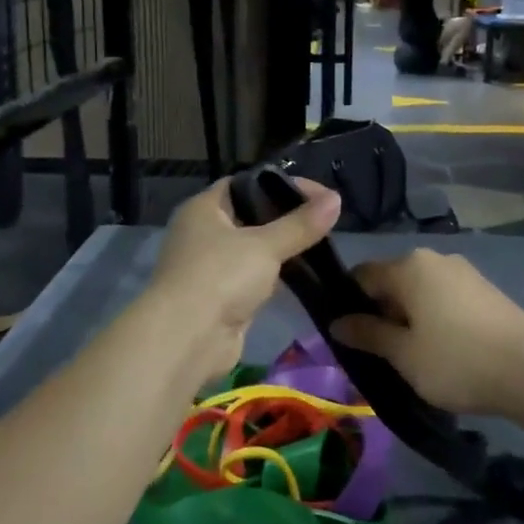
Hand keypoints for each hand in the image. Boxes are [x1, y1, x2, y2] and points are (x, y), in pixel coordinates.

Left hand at [146, 177, 341, 385]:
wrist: (187, 340)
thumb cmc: (220, 277)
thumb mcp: (265, 245)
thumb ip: (300, 224)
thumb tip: (336, 199)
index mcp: (203, 209)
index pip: (245, 184)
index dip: (281, 184)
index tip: (319, 194)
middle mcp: (202, 233)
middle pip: (250, 216)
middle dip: (286, 218)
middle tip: (324, 220)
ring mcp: (210, 267)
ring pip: (253, 249)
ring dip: (281, 249)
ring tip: (320, 244)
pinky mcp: (221, 297)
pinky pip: (253, 277)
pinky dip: (274, 275)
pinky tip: (303, 274)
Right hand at [330, 249, 523, 419]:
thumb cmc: (457, 362)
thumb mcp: (404, 354)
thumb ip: (367, 334)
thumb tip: (336, 322)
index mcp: (409, 266)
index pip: (361, 275)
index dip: (348, 304)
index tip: (349, 337)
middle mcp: (435, 258)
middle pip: (392, 282)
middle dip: (381, 313)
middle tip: (379, 354)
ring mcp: (465, 272)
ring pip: (420, 292)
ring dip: (409, 319)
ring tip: (412, 358)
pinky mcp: (486, 290)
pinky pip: (445, 299)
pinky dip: (435, 319)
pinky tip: (444, 352)